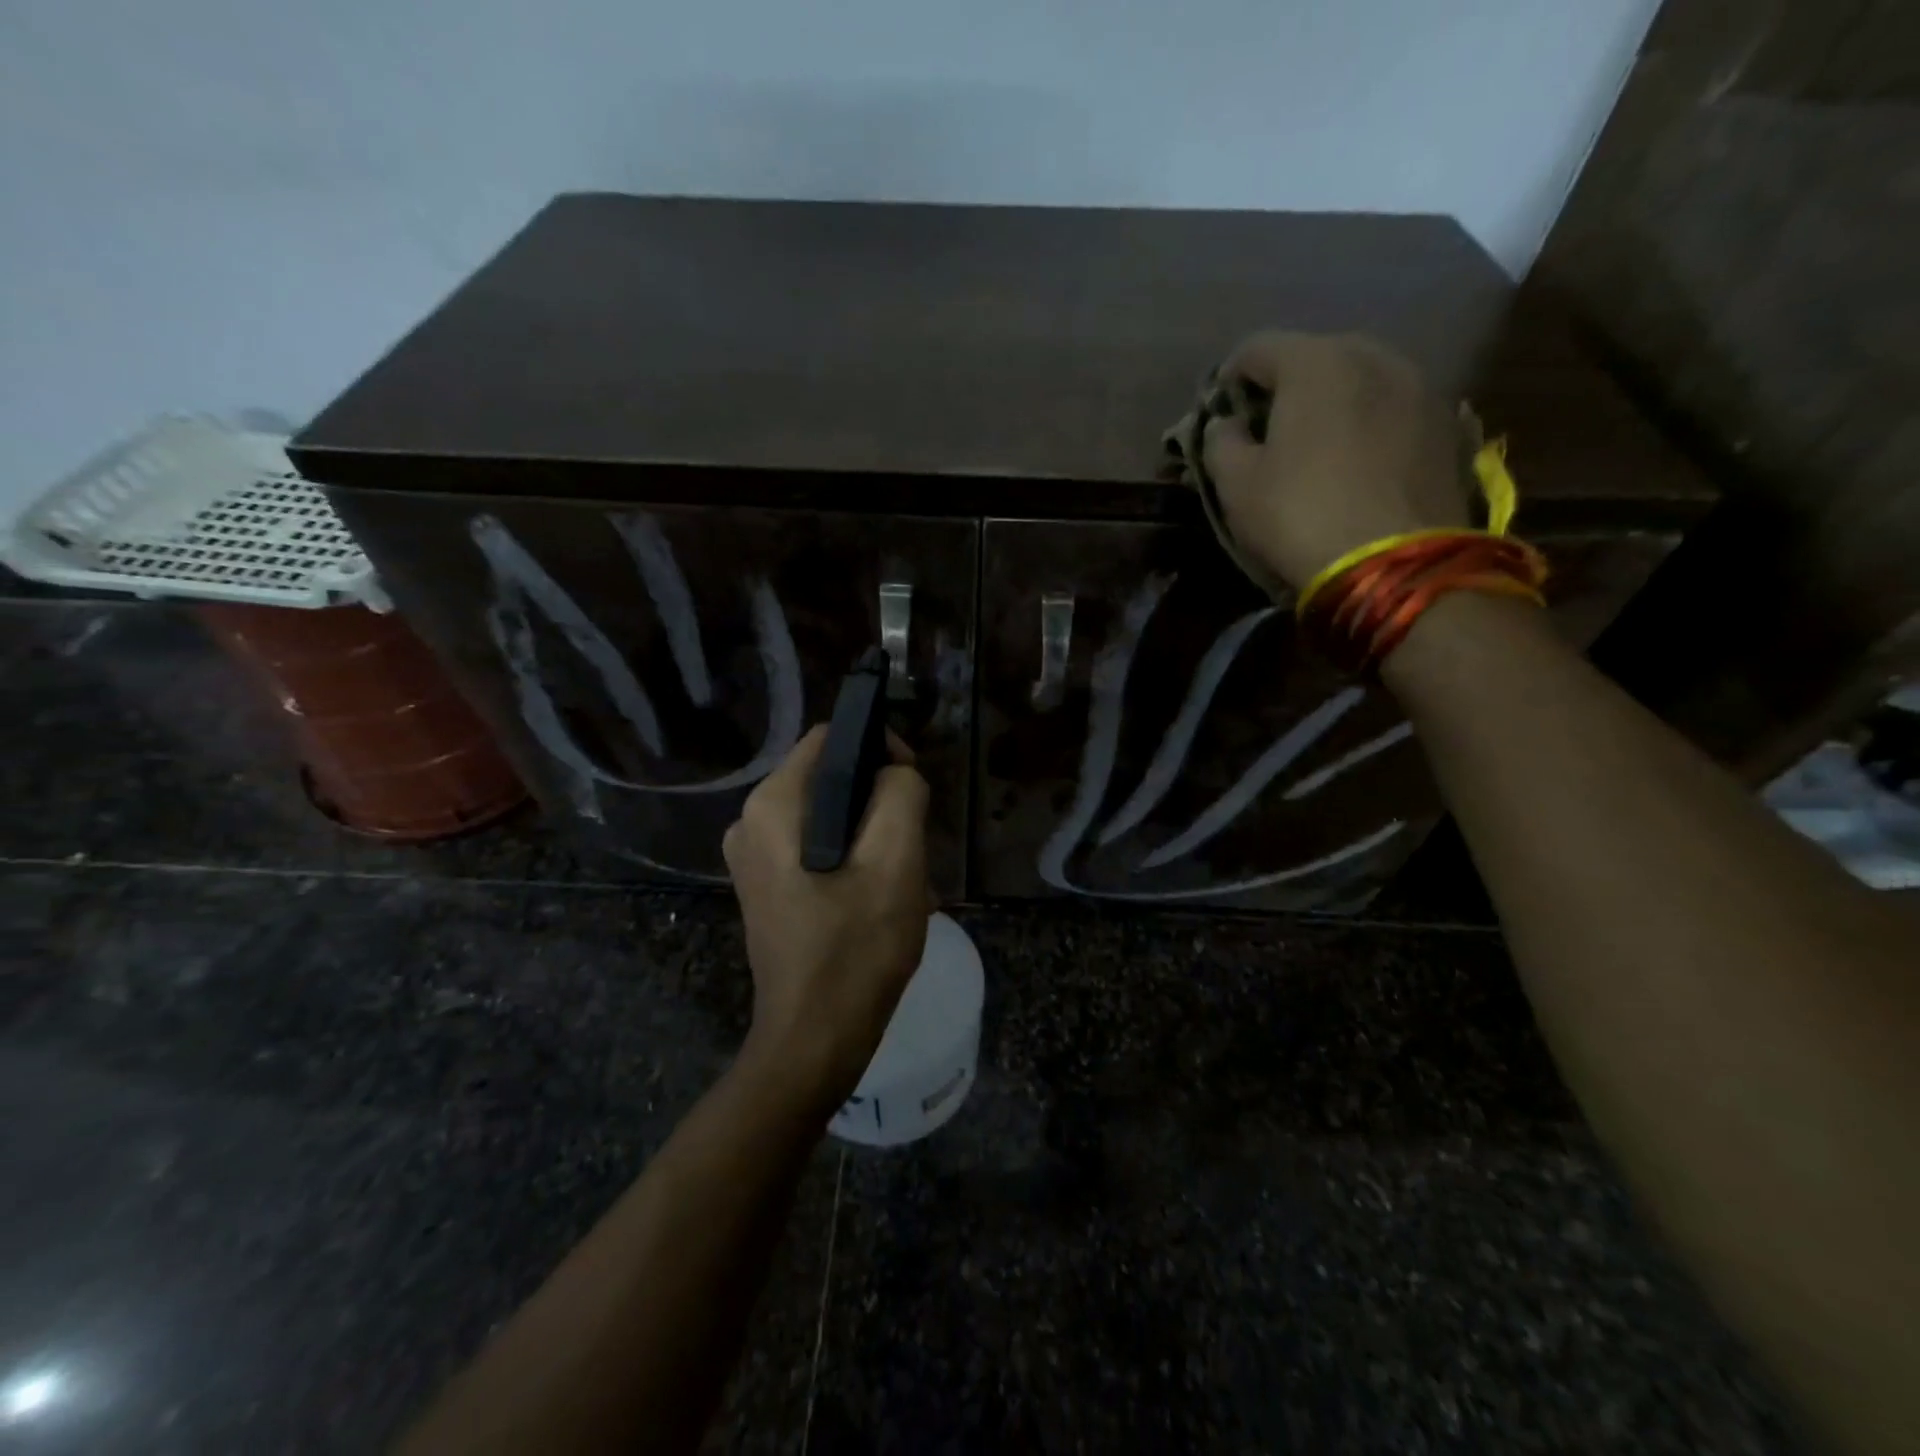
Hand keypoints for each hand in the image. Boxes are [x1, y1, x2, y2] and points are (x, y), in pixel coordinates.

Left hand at [723, 726, 933, 1112]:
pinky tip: (879, 897)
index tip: (914, 787)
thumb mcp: (895, 863)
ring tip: (902, 878)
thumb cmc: (856, 949)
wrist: (813, 1040)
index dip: (880, 748)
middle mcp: (751, 821)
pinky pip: (816, 846)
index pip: (832, 739)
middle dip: (879, 801)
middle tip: (912, 845)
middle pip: (830, 777)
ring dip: (872, 834)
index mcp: (773, 805)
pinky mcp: (766, 885)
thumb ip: (900, 794)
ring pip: (828, 814)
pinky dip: (852, 858)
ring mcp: (753, 856)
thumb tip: (895, 772)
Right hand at [1201, 332, 1471, 590]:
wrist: (1397, 566)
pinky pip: (1393, 409)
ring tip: (1316, 447)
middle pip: (1315, 356)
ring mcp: (1421, 386)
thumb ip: (1220, 442)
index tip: (1218, 414)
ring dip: (1332, 403)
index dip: (1228, 379)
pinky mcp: (1448, 424)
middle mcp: (1375, 355)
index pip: (1257, 348)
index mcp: (1316, 362)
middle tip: (1267, 431)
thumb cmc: (1301, 516)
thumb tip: (1226, 423)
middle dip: (1285, 387)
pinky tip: (1358, 462)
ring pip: (1361, 380)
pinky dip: (1369, 424)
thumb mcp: (1236, 486)